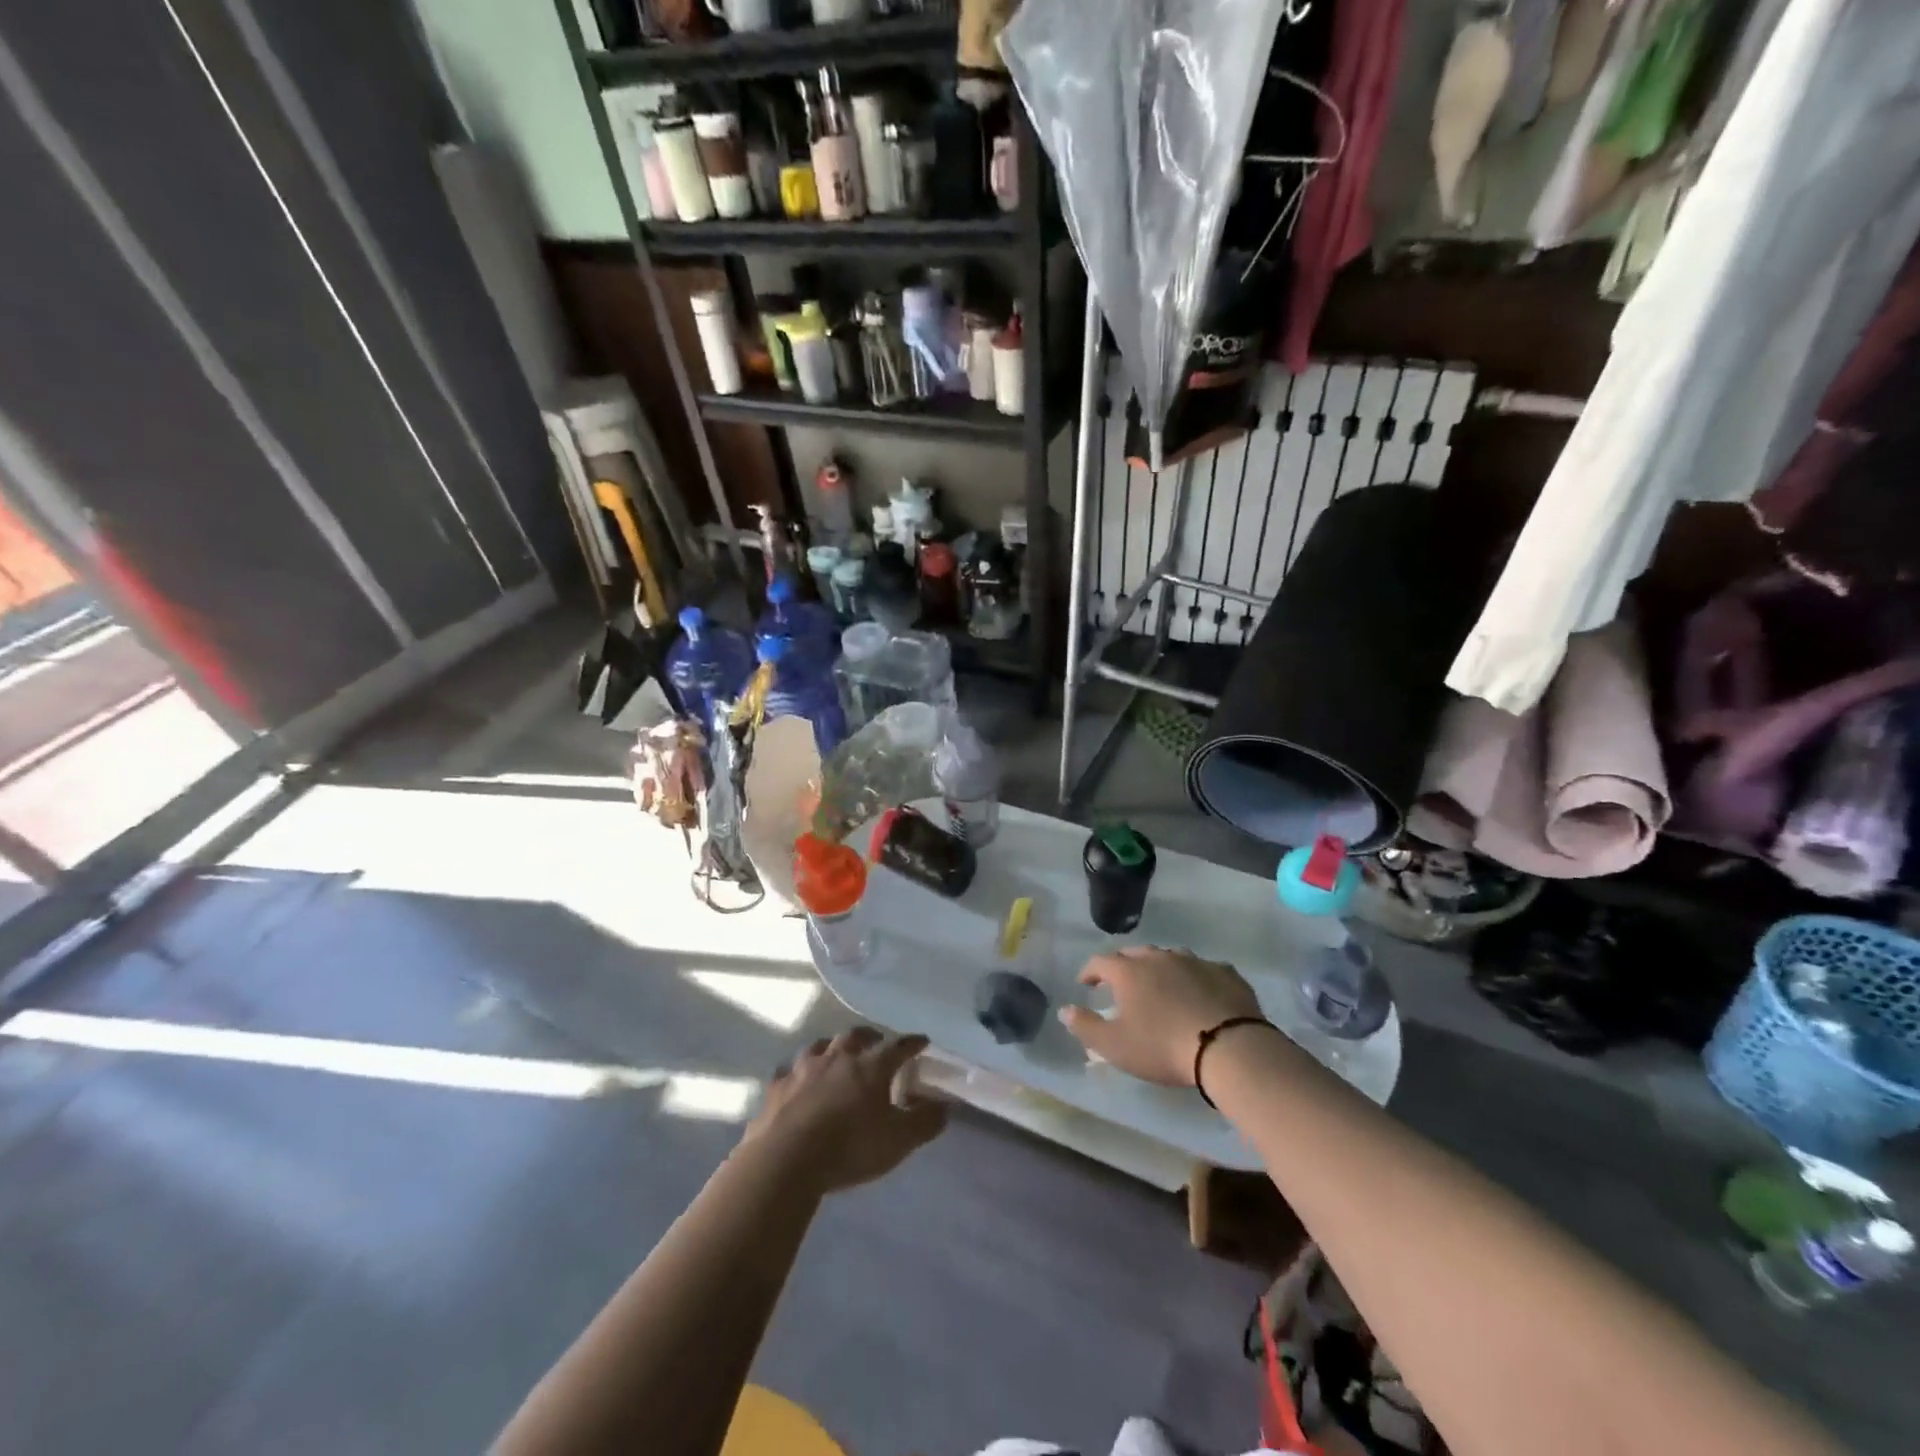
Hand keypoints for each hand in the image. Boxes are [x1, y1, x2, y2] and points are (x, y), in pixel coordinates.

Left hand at [743, 1027, 946, 1193]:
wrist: (786, 1159)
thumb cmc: (850, 1147)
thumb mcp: (898, 1141)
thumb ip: (925, 1122)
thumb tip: (945, 1106)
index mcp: (871, 1065)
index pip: (898, 1046)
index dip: (913, 1043)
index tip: (922, 1041)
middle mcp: (838, 1056)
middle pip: (856, 1036)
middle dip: (869, 1037)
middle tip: (876, 1044)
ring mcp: (804, 1067)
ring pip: (821, 1046)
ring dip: (832, 1048)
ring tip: (837, 1056)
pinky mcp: (778, 1085)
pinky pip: (790, 1071)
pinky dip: (799, 1073)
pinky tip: (799, 1081)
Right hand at [1059, 946, 1262, 1085]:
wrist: (1228, 1048)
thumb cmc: (1163, 1047)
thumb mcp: (1115, 1045)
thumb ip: (1085, 1026)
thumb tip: (1064, 1010)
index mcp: (1129, 971)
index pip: (1100, 962)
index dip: (1090, 972)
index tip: (1085, 984)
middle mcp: (1159, 958)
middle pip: (1135, 954)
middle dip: (1124, 966)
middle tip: (1121, 983)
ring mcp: (1195, 961)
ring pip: (1170, 956)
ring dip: (1160, 967)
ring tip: (1160, 984)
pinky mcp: (1226, 973)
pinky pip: (1205, 969)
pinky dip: (1196, 977)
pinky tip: (1200, 991)